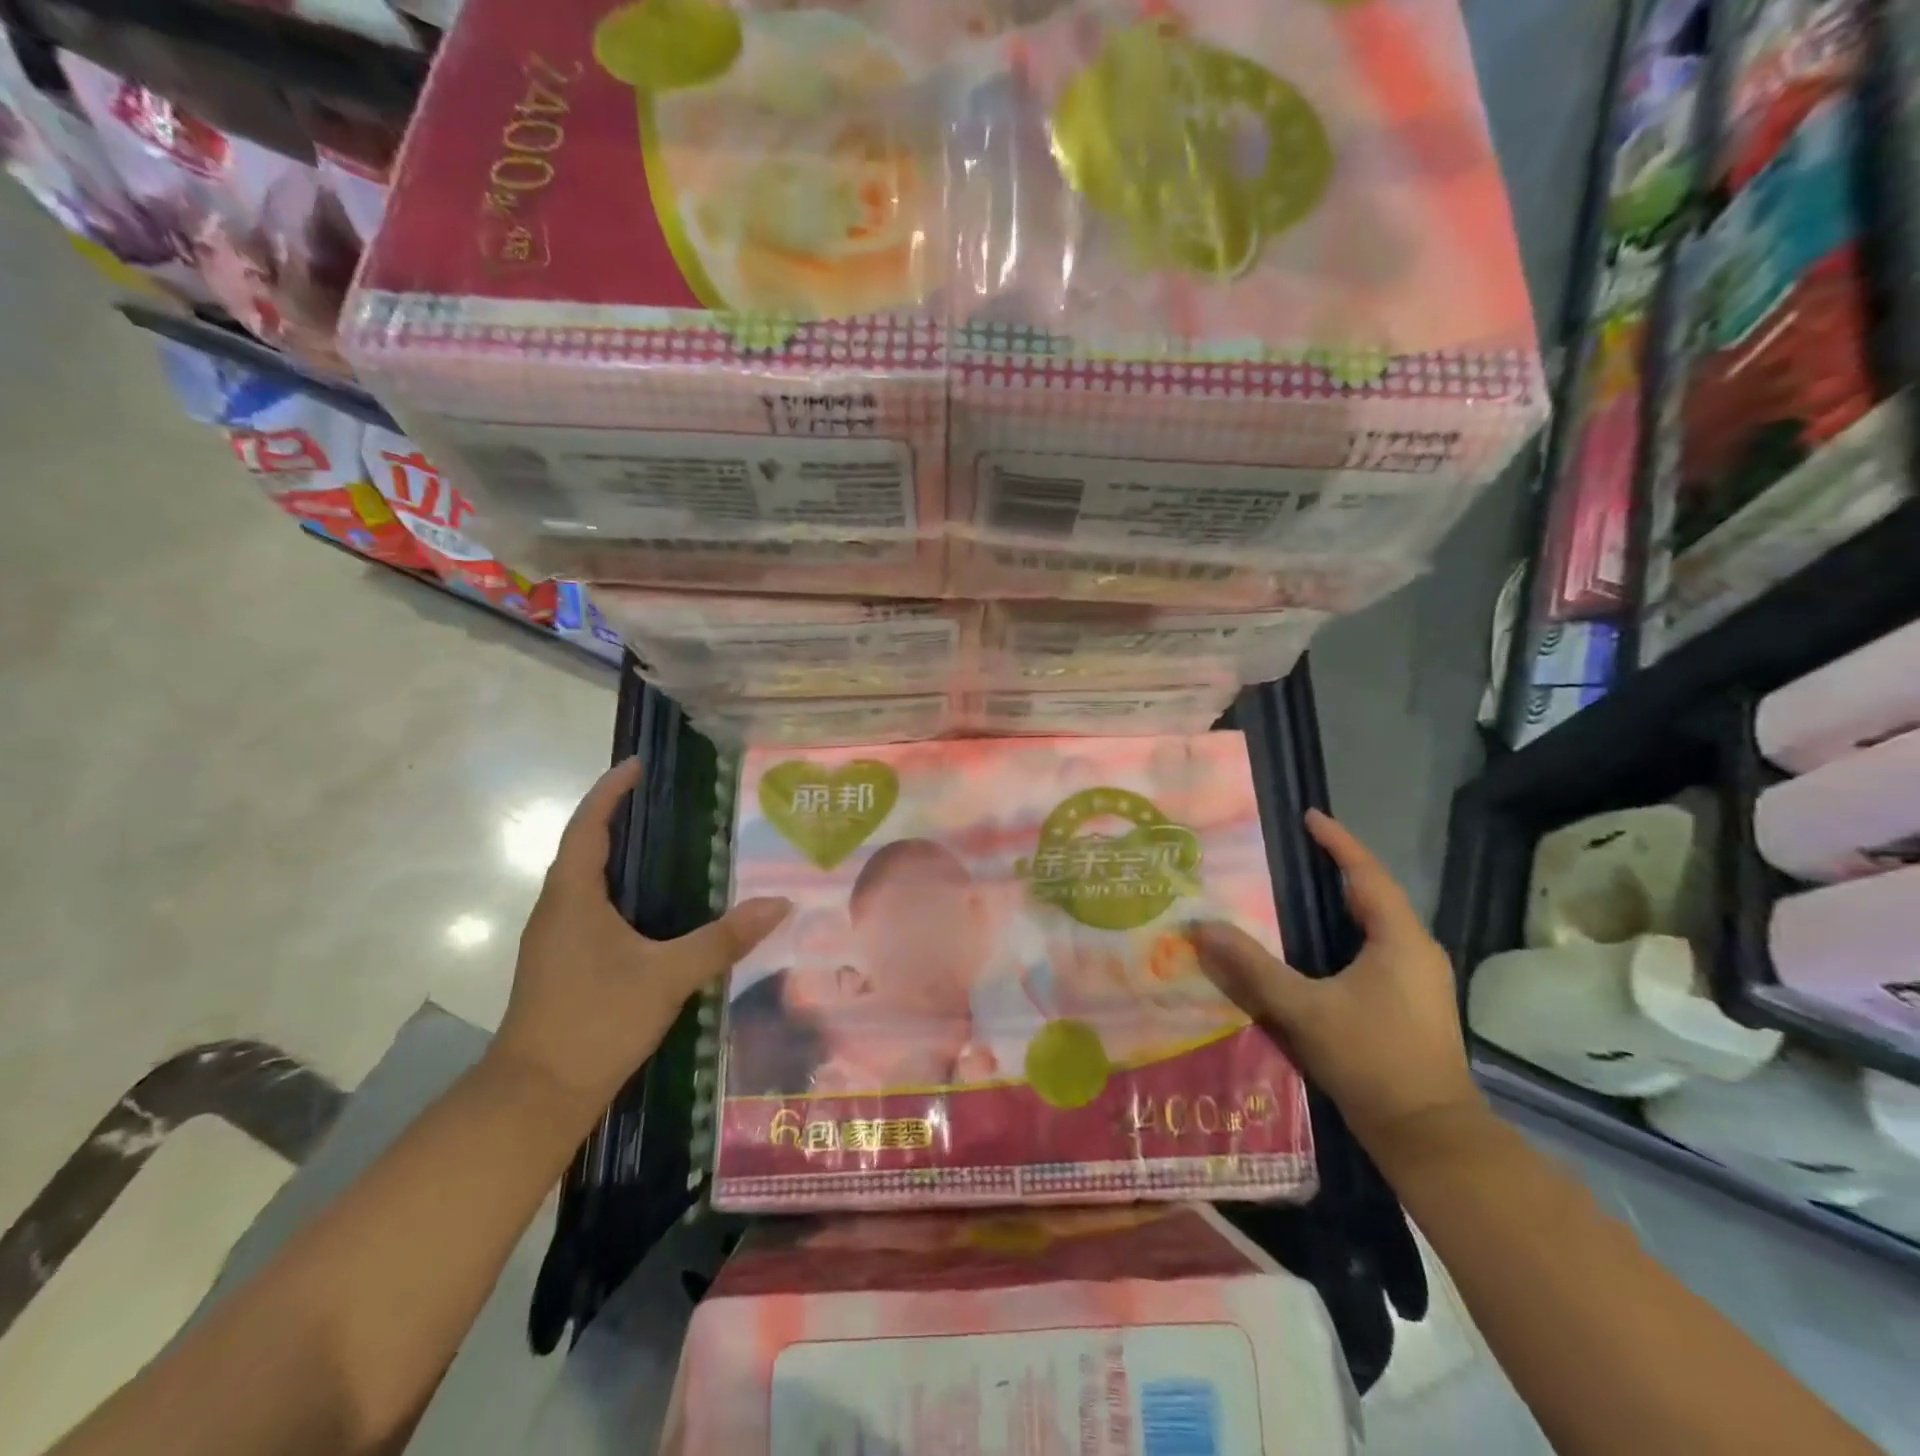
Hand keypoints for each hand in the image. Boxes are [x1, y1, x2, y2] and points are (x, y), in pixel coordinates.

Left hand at [488, 757, 790, 1118]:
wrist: (535, 1097)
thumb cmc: (596, 1020)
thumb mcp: (668, 976)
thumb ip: (724, 939)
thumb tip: (780, 904)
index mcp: (573, 897)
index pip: (589, 826)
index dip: (610, 791)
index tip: (637, 764)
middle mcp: (556, 909)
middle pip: (584, 847)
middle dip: (617, 816)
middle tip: (664, 798)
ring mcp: (554, 940)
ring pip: (584, 880)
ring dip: (616, 854)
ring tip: (664, 843)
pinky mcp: (560, 965)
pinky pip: (589, 908)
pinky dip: (617, 890)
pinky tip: (651, 908)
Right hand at [1188, 809, 1484, 1164]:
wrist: (1430, 1136)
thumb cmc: (1372, 1060)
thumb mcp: (1303, 1009)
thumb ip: (1252, 967)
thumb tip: (1202, 928)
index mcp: (1399, 939)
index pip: (1366, 874)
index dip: (1337, 842)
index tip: (1308, 817)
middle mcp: (1416, 951)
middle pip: (1374, 895)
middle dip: (1336, 870)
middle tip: (1292, 853)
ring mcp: (1420, 980)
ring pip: (1377, 926)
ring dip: (1341, 905)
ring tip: (1297, 893)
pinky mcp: (1413, 1005)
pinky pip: (1377, 951)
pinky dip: (1346, 936)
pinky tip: (1316, 950)